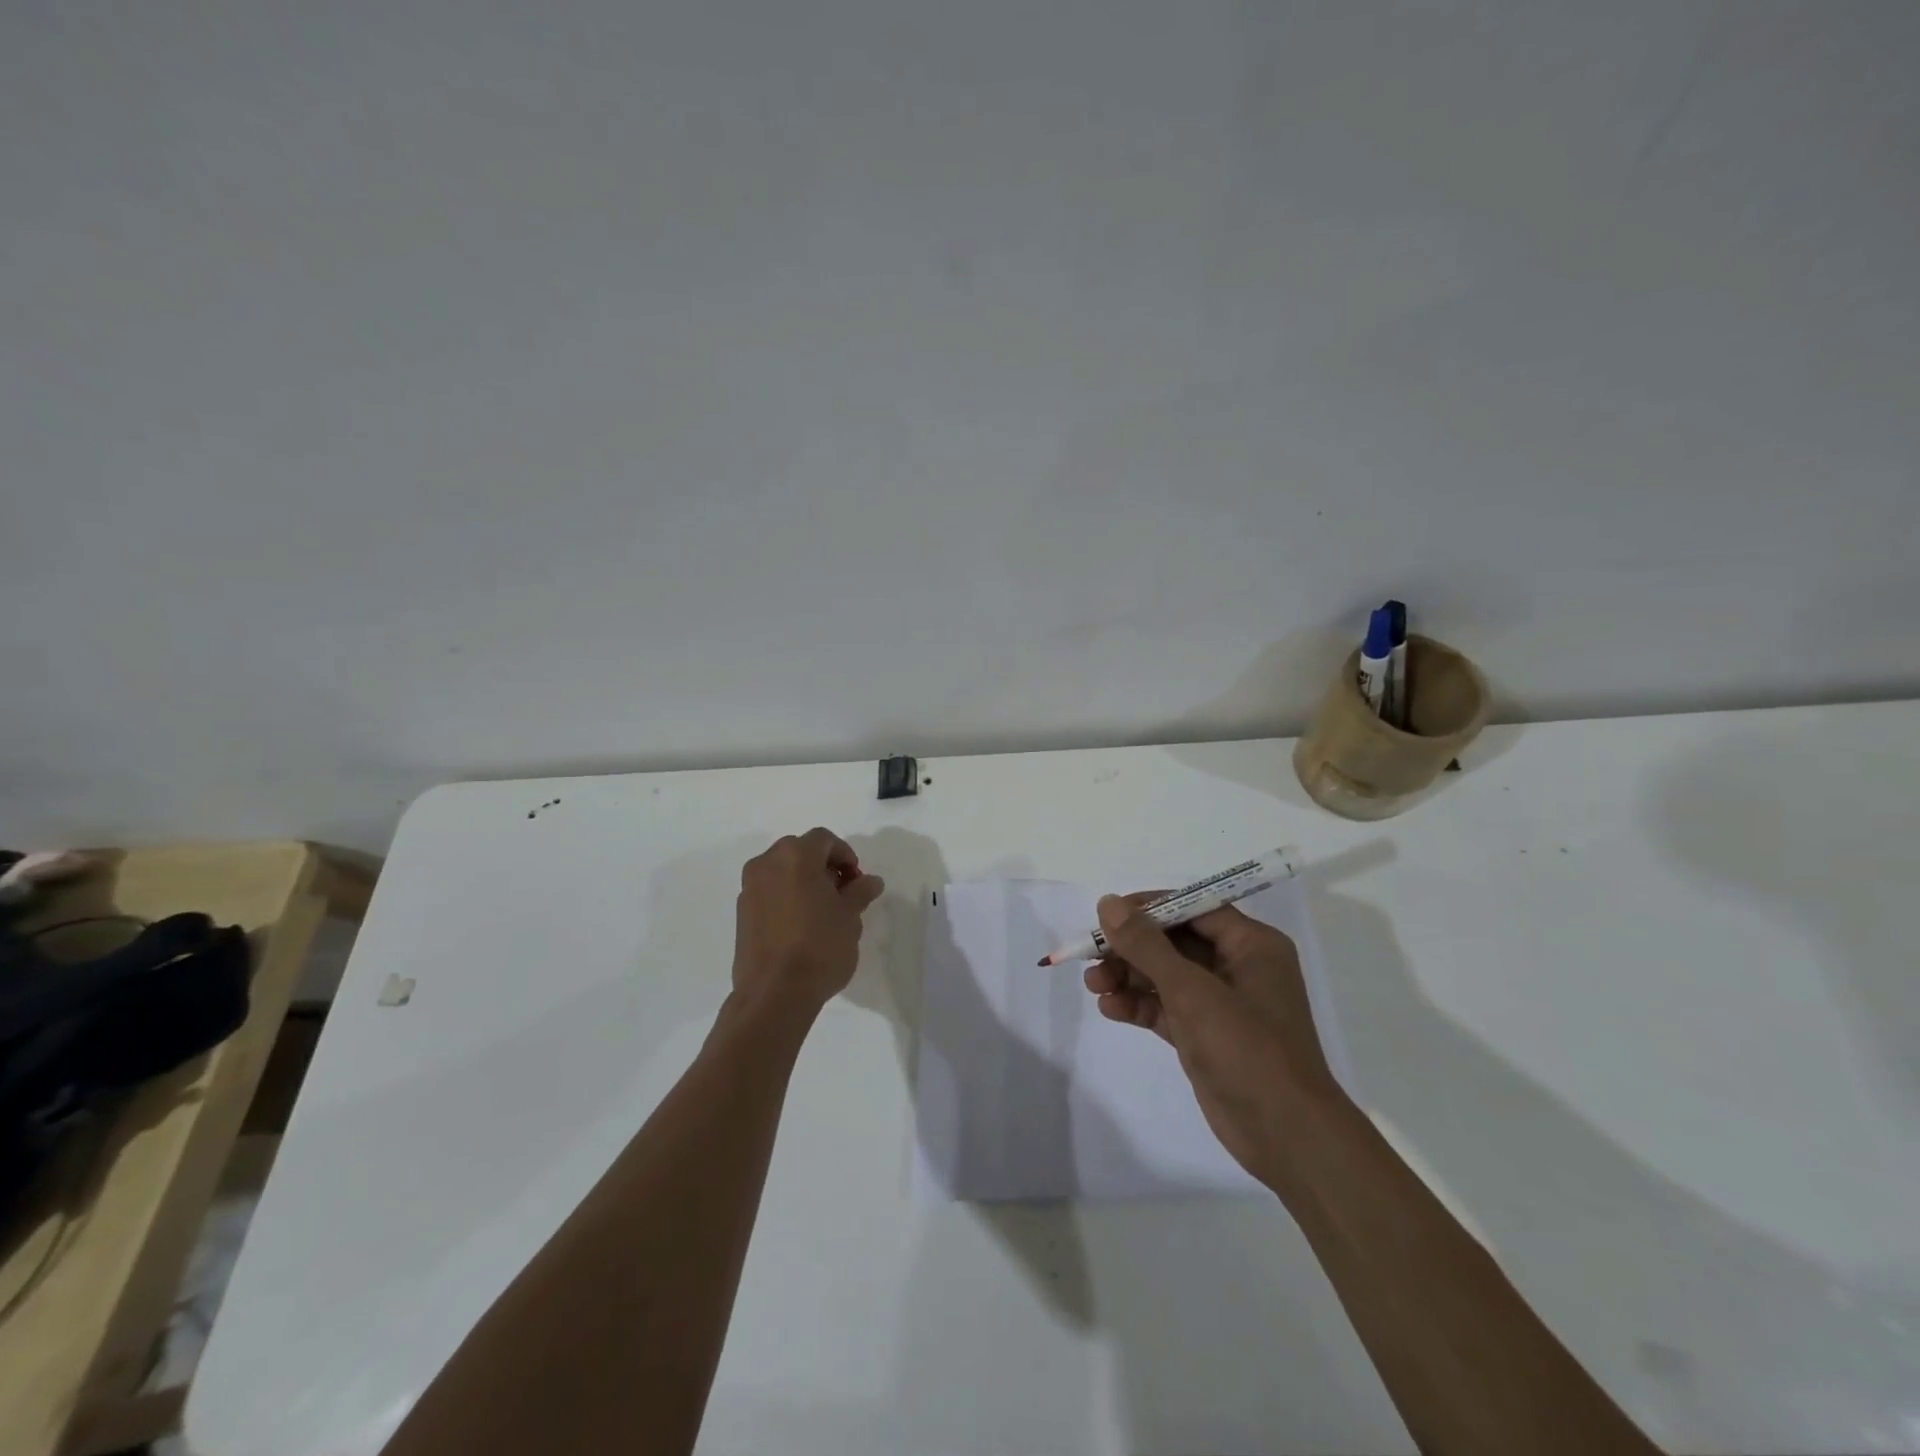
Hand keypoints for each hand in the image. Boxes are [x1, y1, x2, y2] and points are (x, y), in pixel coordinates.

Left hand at [732, 828, 884, 1018]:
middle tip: (842, 893)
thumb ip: (860, 891)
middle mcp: (767, 864)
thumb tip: (870, 881)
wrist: (774, 993)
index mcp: (795, 856)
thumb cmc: (820, 947)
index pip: (824, 839)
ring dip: (803, 881)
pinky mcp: (741, 913)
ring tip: (822, 911)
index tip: (857, 882)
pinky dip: (786, 897)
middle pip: (800, 851)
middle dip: (823, 866)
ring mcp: (749, 888)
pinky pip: (769, 892)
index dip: (845, 855)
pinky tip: (800, 926)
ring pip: (781, 871)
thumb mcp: (850, 916)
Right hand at [1083, 894, 1342, 1184]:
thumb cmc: (1247, 1049)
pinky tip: (1110, 1009)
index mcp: (1251, 945)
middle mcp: (1238, 967)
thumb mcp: (1191, 991)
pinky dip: (1138, 1006)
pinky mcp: (1206, 1036)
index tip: (1107, 915)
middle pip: (1174, 942)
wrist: (1287, 1137)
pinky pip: (1166, 1008)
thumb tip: (1108, 904)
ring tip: (1093, 985)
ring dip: (1128, 977)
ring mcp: (1222, 1004)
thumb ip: (1146, 945)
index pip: (1193, 908)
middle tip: (1091, 955)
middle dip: (1131, 948)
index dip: (1148, 908)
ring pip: (1165, 976)